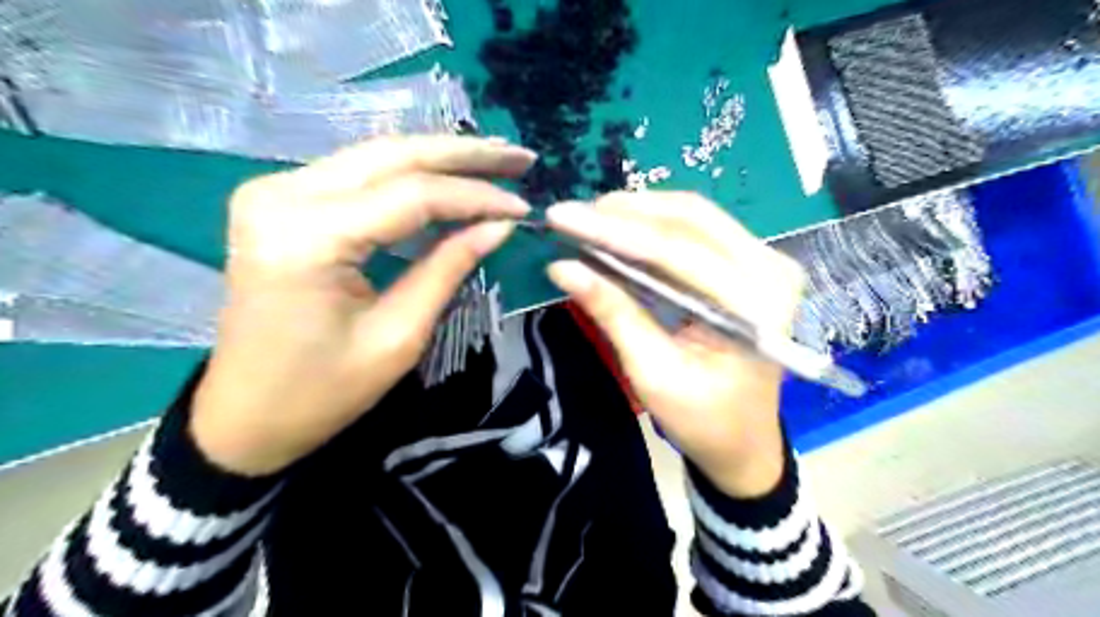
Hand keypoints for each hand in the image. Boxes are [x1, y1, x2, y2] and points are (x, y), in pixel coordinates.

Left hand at [191, 136, 537, 475]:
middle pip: (392, 155)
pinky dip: (409, 173)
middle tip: (518, 156)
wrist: (244, 415)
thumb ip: (448, 268)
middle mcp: (282, 195)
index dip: (475, 198)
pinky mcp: (280, 201)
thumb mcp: (398, 336)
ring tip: (493, 160)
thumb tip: (500, 225)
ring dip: (439, 156)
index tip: (523, 207)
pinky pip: (358, 174)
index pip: (412, 195)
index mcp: (307, 237)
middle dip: (463, 154)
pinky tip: (446, 174)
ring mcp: (274, 192)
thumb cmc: (321, 392)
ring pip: (376, 156)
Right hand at [545, 193, 805, 494]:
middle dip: (625, 213)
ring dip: (638, 213)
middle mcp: (771, 270)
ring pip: (694, 216)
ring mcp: (766, 262)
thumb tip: (562, 267)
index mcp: (755, 305)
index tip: (561, 217)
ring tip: (589, 217)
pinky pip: (699, 230)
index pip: (676, 251)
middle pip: (690, 219)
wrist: (743, 440)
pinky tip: (621, 227)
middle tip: (572, 214)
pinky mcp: (752, 264)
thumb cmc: (702, 419)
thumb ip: (613, 312)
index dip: (614, 231)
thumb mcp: (652, 372)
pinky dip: (655, 226)